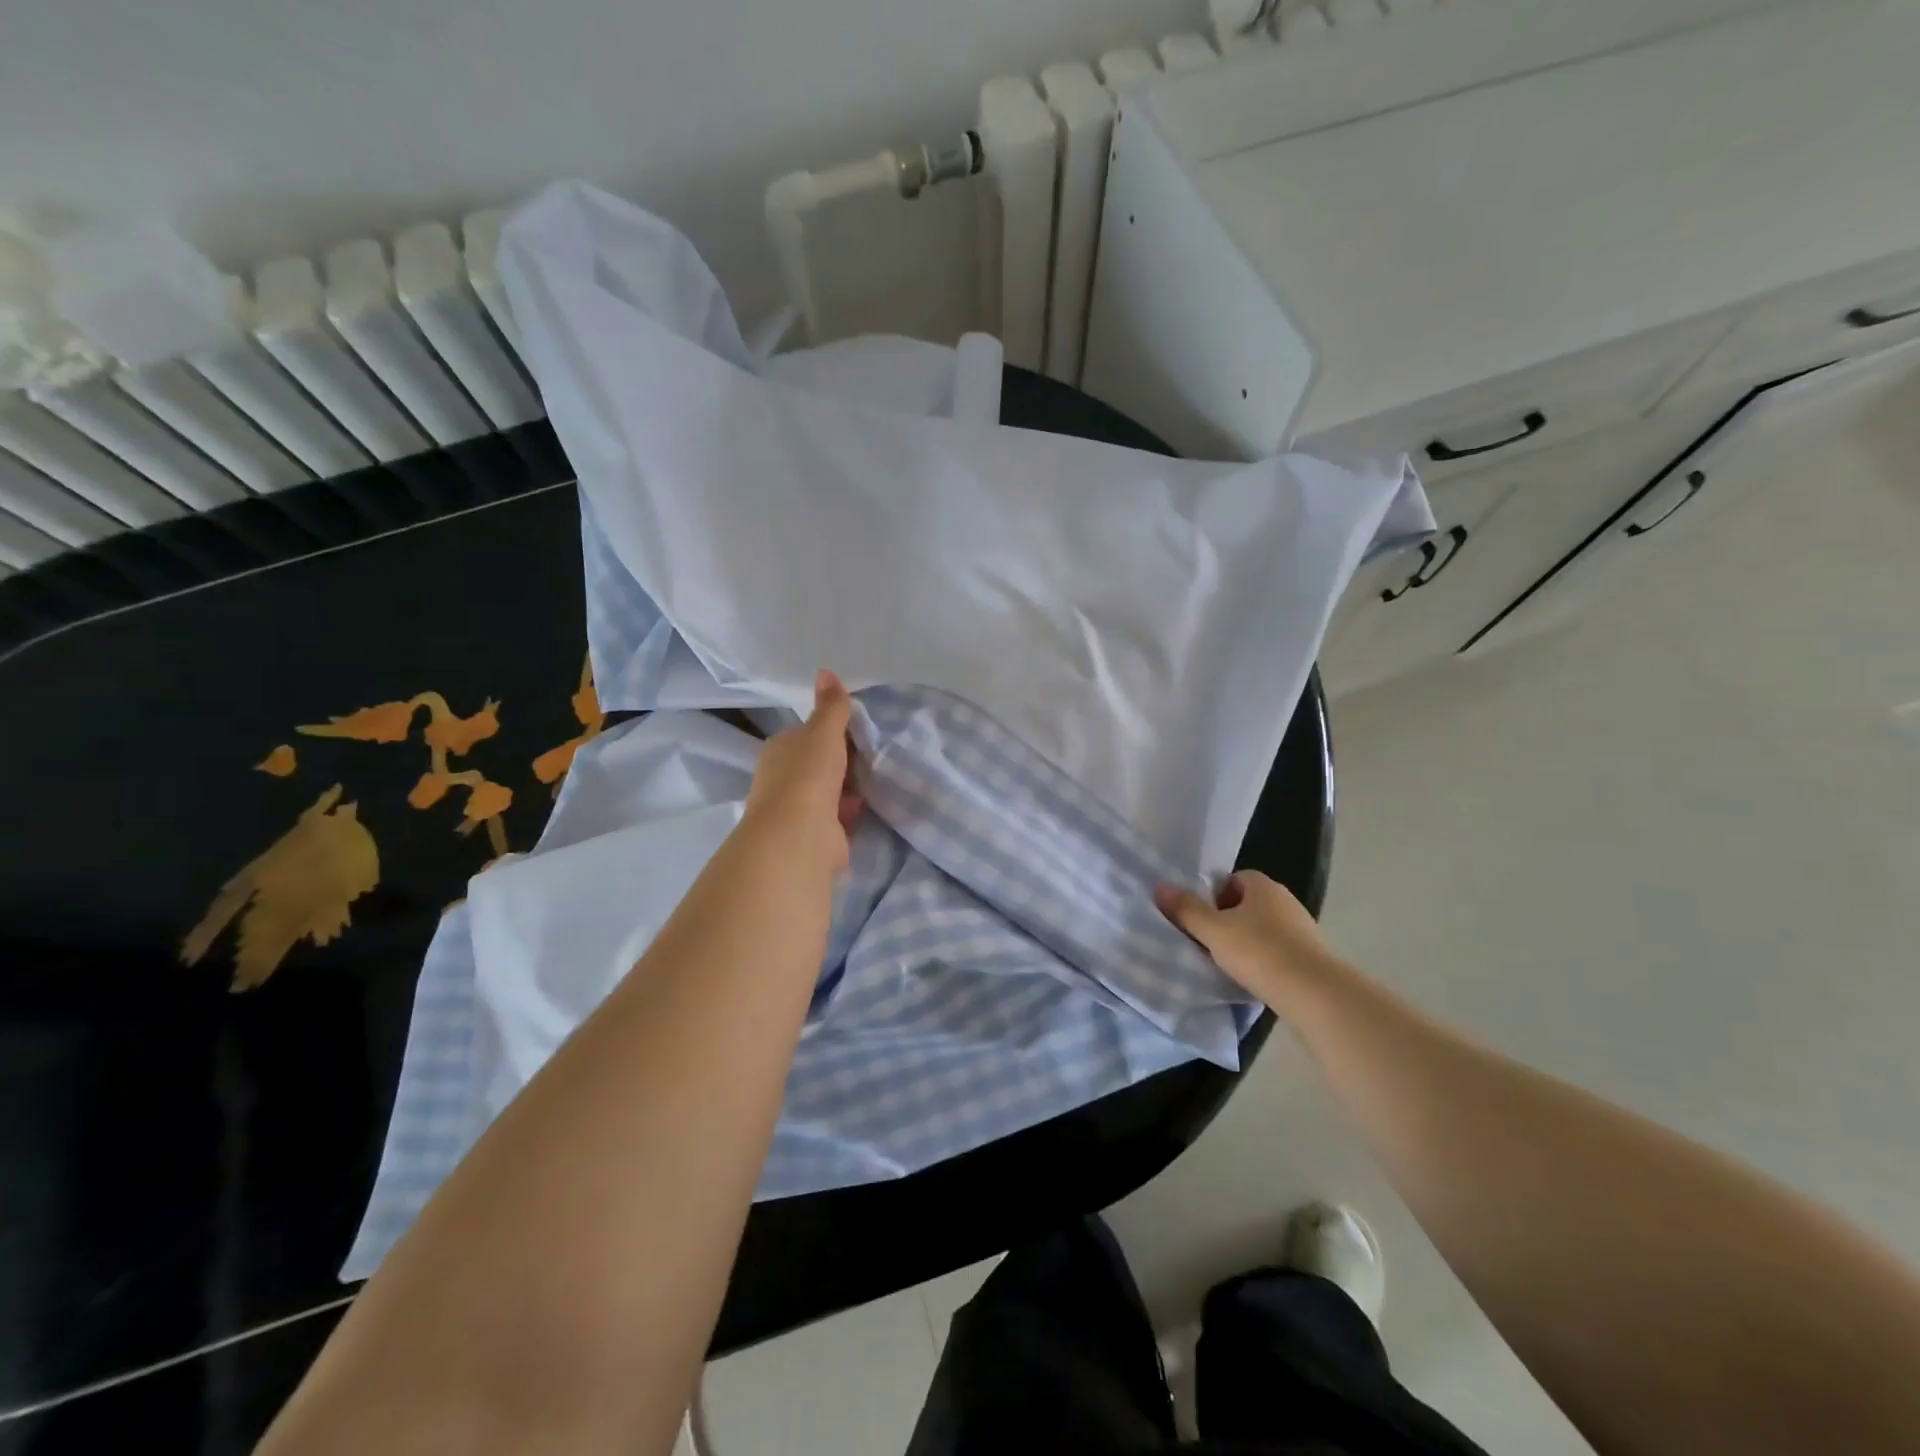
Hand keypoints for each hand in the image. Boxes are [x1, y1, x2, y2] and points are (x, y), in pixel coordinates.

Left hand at [741, 670, 863, 873]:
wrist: (800, 835)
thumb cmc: (808, 775)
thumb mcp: (823, 731)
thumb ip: (831, 706)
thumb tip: (825, 670)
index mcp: (780, 749)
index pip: (807, 734)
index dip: (832, 731)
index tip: (860, 729)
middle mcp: (783, 778)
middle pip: (819, 763)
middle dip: (843, 760)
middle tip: (877, 752)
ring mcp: (798, 808)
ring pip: (830, 790)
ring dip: (849, 786)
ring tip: (880, 775)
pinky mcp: (815, 833)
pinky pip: (839, 815)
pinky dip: (852, 810)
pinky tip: (873, 803)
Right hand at [1153, 870, 1330, 1000]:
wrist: (1315, 994)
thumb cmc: (1259, 952)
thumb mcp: (1213, 930)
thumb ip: (1186, 909)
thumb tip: (1159, 887)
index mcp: (1262, 885)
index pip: (1231, 879)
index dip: (1212, 897)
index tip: (1199, 919)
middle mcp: (1284, 900)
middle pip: (1245, 904)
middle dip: (1226, 920)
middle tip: (1207, 941)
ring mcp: (1301, 928)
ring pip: (1261, 929)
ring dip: (1244, 942)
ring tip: (1226, 963)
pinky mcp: (1310, 956)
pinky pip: (1276, 950)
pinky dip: (1262, 960)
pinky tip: (1252, 977)